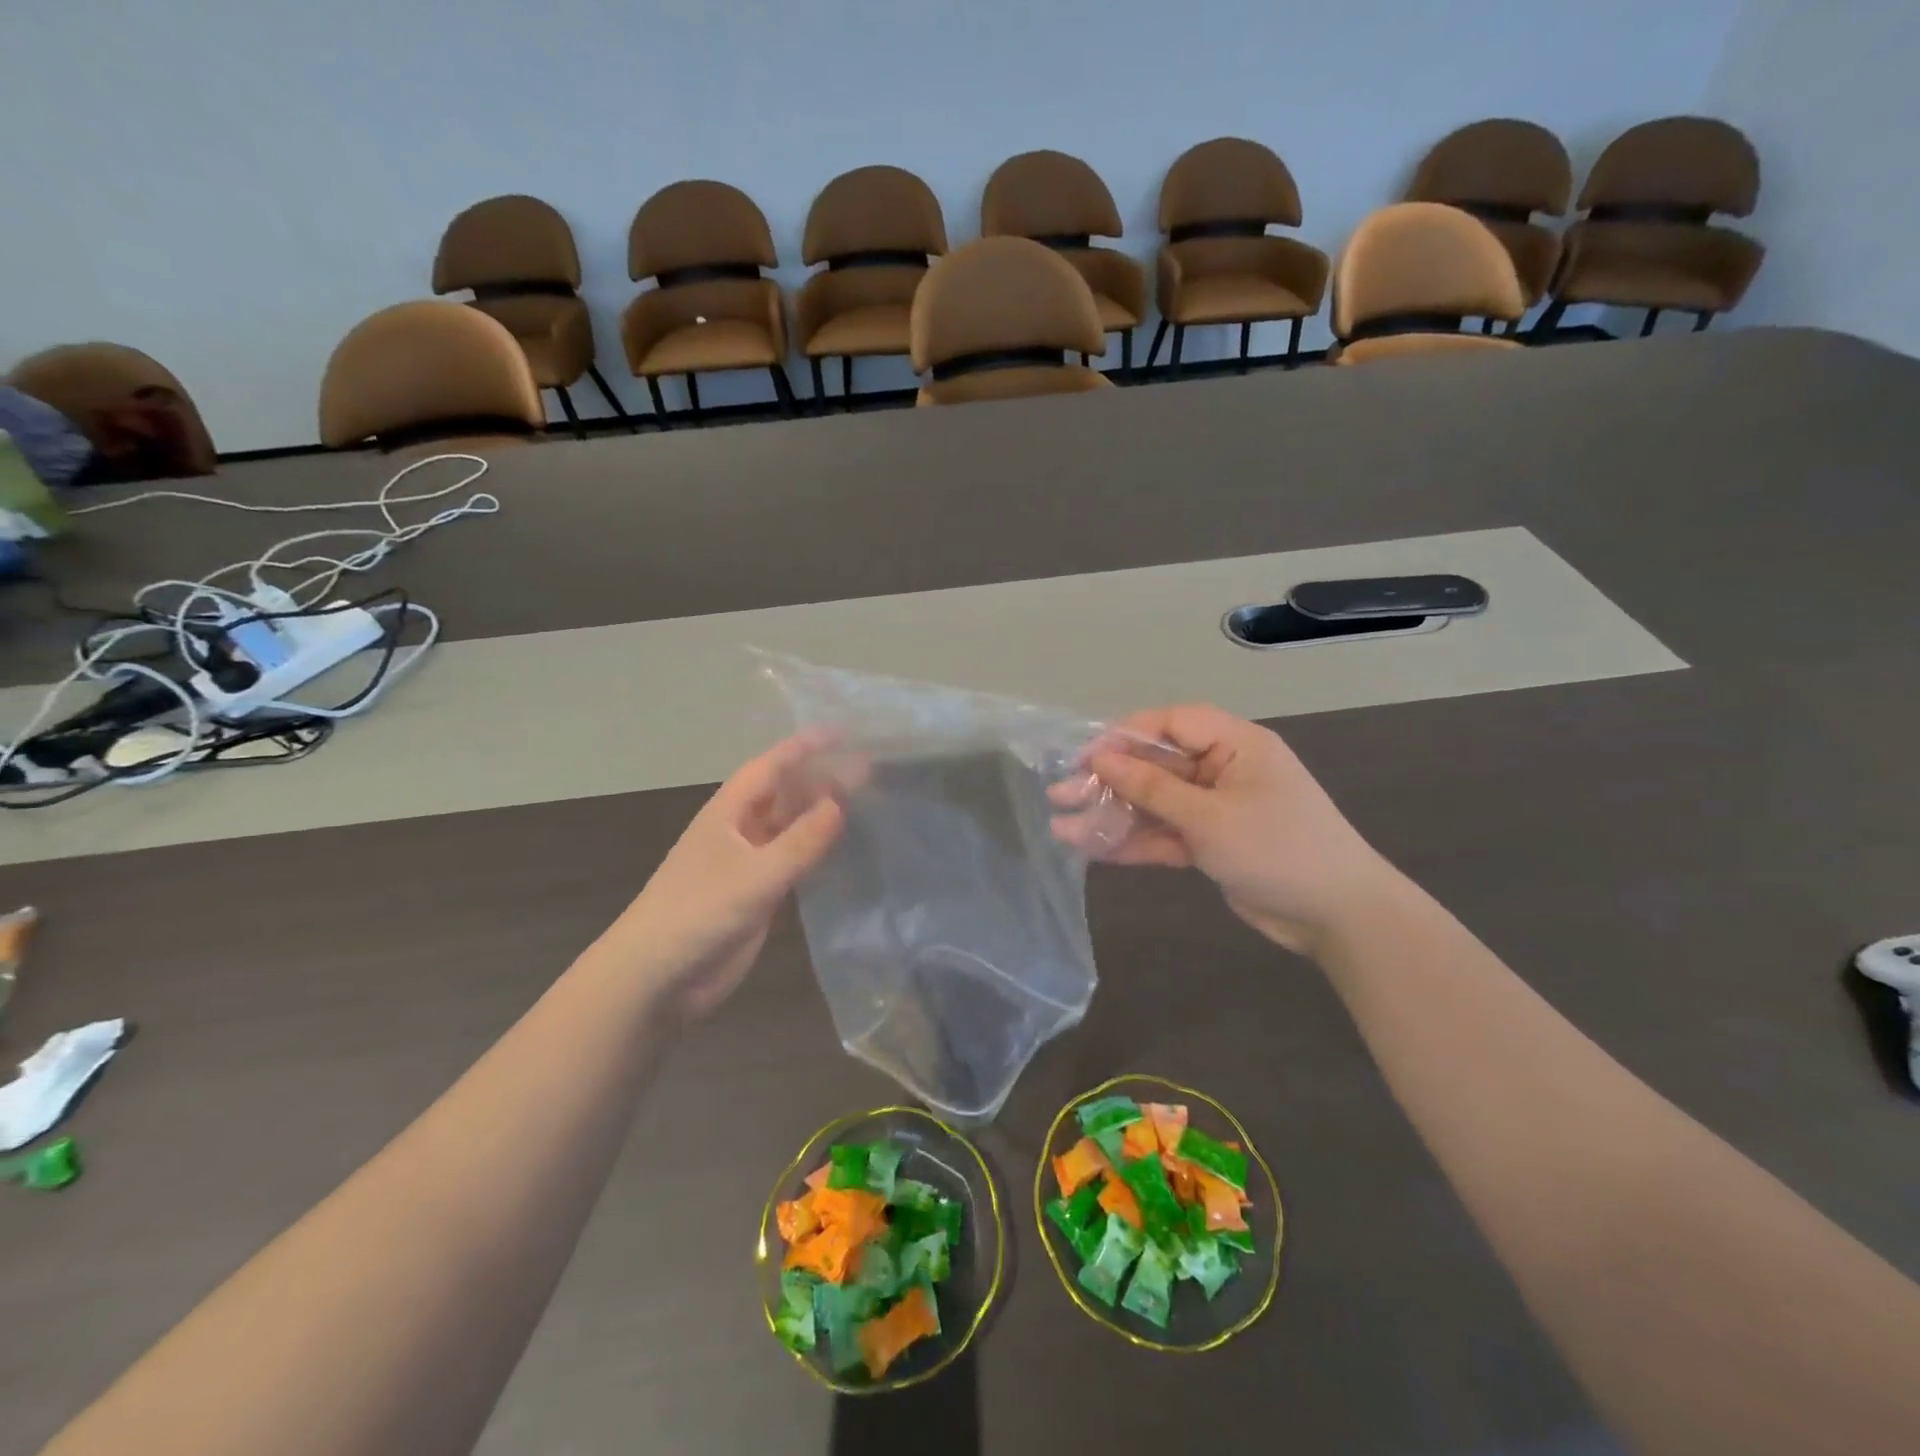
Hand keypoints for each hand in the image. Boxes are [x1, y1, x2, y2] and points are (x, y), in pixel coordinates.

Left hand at [609, 734, 847, 1018]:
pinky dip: (816, 851)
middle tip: (867, 770)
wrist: (657, 977)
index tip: (843, 733)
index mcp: (729, 813)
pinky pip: (792, 861)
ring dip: (820, 814)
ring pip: (790, 827)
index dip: (804, 747)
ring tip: (864, 802)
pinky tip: (842, 849)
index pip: (771, 767)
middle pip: (784, 794)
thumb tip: (840, 803)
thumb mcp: (756, 874)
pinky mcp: (756, 894)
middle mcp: (739, 830)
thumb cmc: (699, 912)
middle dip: (819, 779)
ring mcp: (748, 863)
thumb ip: (802, 840)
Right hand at [1054, 705, 1394, 952]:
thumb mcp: (1209, 817)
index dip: (1122, 736)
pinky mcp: (1212, 842)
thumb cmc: (1278, 850)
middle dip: (1108, 782)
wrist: (1338, 917)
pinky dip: (1136, 842)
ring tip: (1064, 830)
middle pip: (1156, 766)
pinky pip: (1167, 833)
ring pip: (1156, 804)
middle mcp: (1223, 769)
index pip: (1170, 724)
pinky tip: (1095, 851)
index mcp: (1235, 745)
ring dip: (1114, 816)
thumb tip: (1102, 759)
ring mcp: (1217, 808)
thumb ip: (1153, 788)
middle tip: (1060, 795)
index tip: (1083, 757)